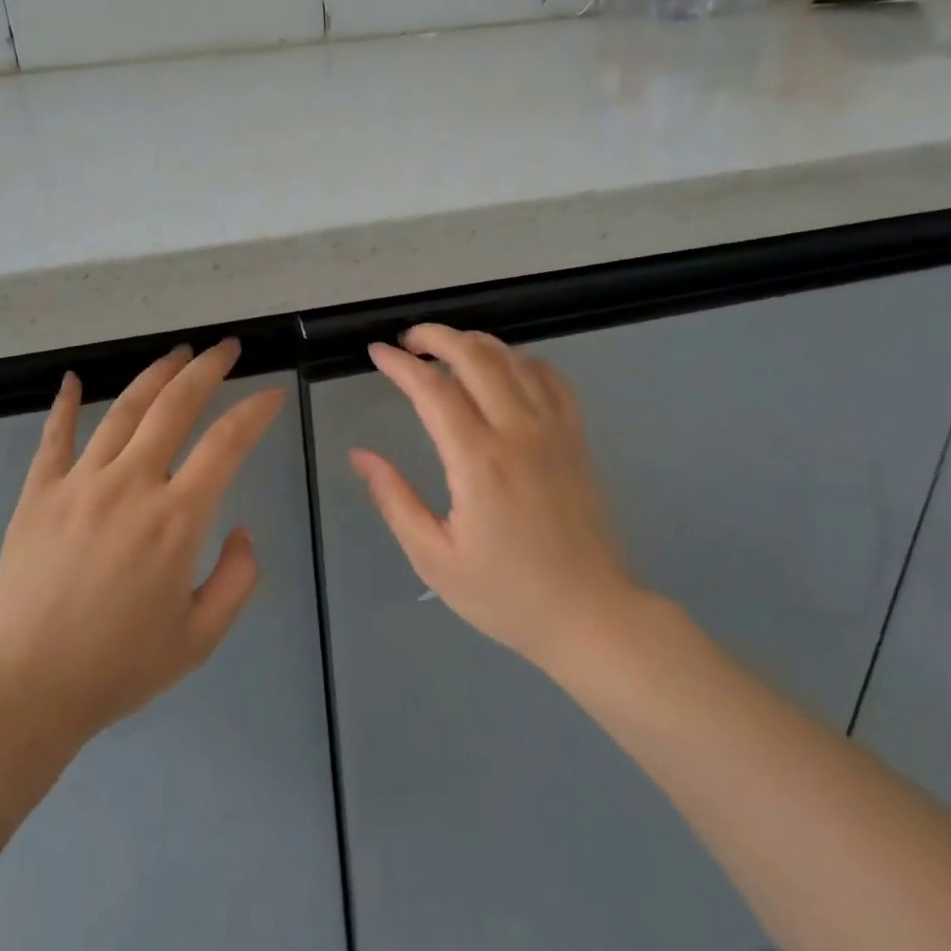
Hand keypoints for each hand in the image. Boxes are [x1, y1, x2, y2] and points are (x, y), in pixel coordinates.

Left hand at [0, 339, 282, 744]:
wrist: (26, 688)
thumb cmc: (119, 666)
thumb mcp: (201, 636)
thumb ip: (238, 578)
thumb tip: (243, 531)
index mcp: (177, 518)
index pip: (226, 443)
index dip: (255, 411)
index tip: (272, 393)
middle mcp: (131, 484)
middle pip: (176, 406)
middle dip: (208, 369)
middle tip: (227, 348)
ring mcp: (80, 483)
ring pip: (124, 410)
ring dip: (155, 375)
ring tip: (177, 353)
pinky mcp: (38, 493)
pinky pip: (55, 437)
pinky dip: (66, 404)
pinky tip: (74, 380)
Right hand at [350, 324, 642, 670]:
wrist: (590, 614)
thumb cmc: (505, 594)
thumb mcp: (434, 558)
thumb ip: (395, 499)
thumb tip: (361, 456)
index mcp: (478, 461)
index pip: (433, 389)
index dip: (399, 365)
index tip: (376, 354)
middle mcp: (518, 432)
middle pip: (476, 355)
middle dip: (436, 336)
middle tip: (407, 341)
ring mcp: (554, 430)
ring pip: (514, 359)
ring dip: (475, 342)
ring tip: (446, 348)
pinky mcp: (576, 438)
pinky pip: (551, 378)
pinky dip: (521, 360)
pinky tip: (504, 368)